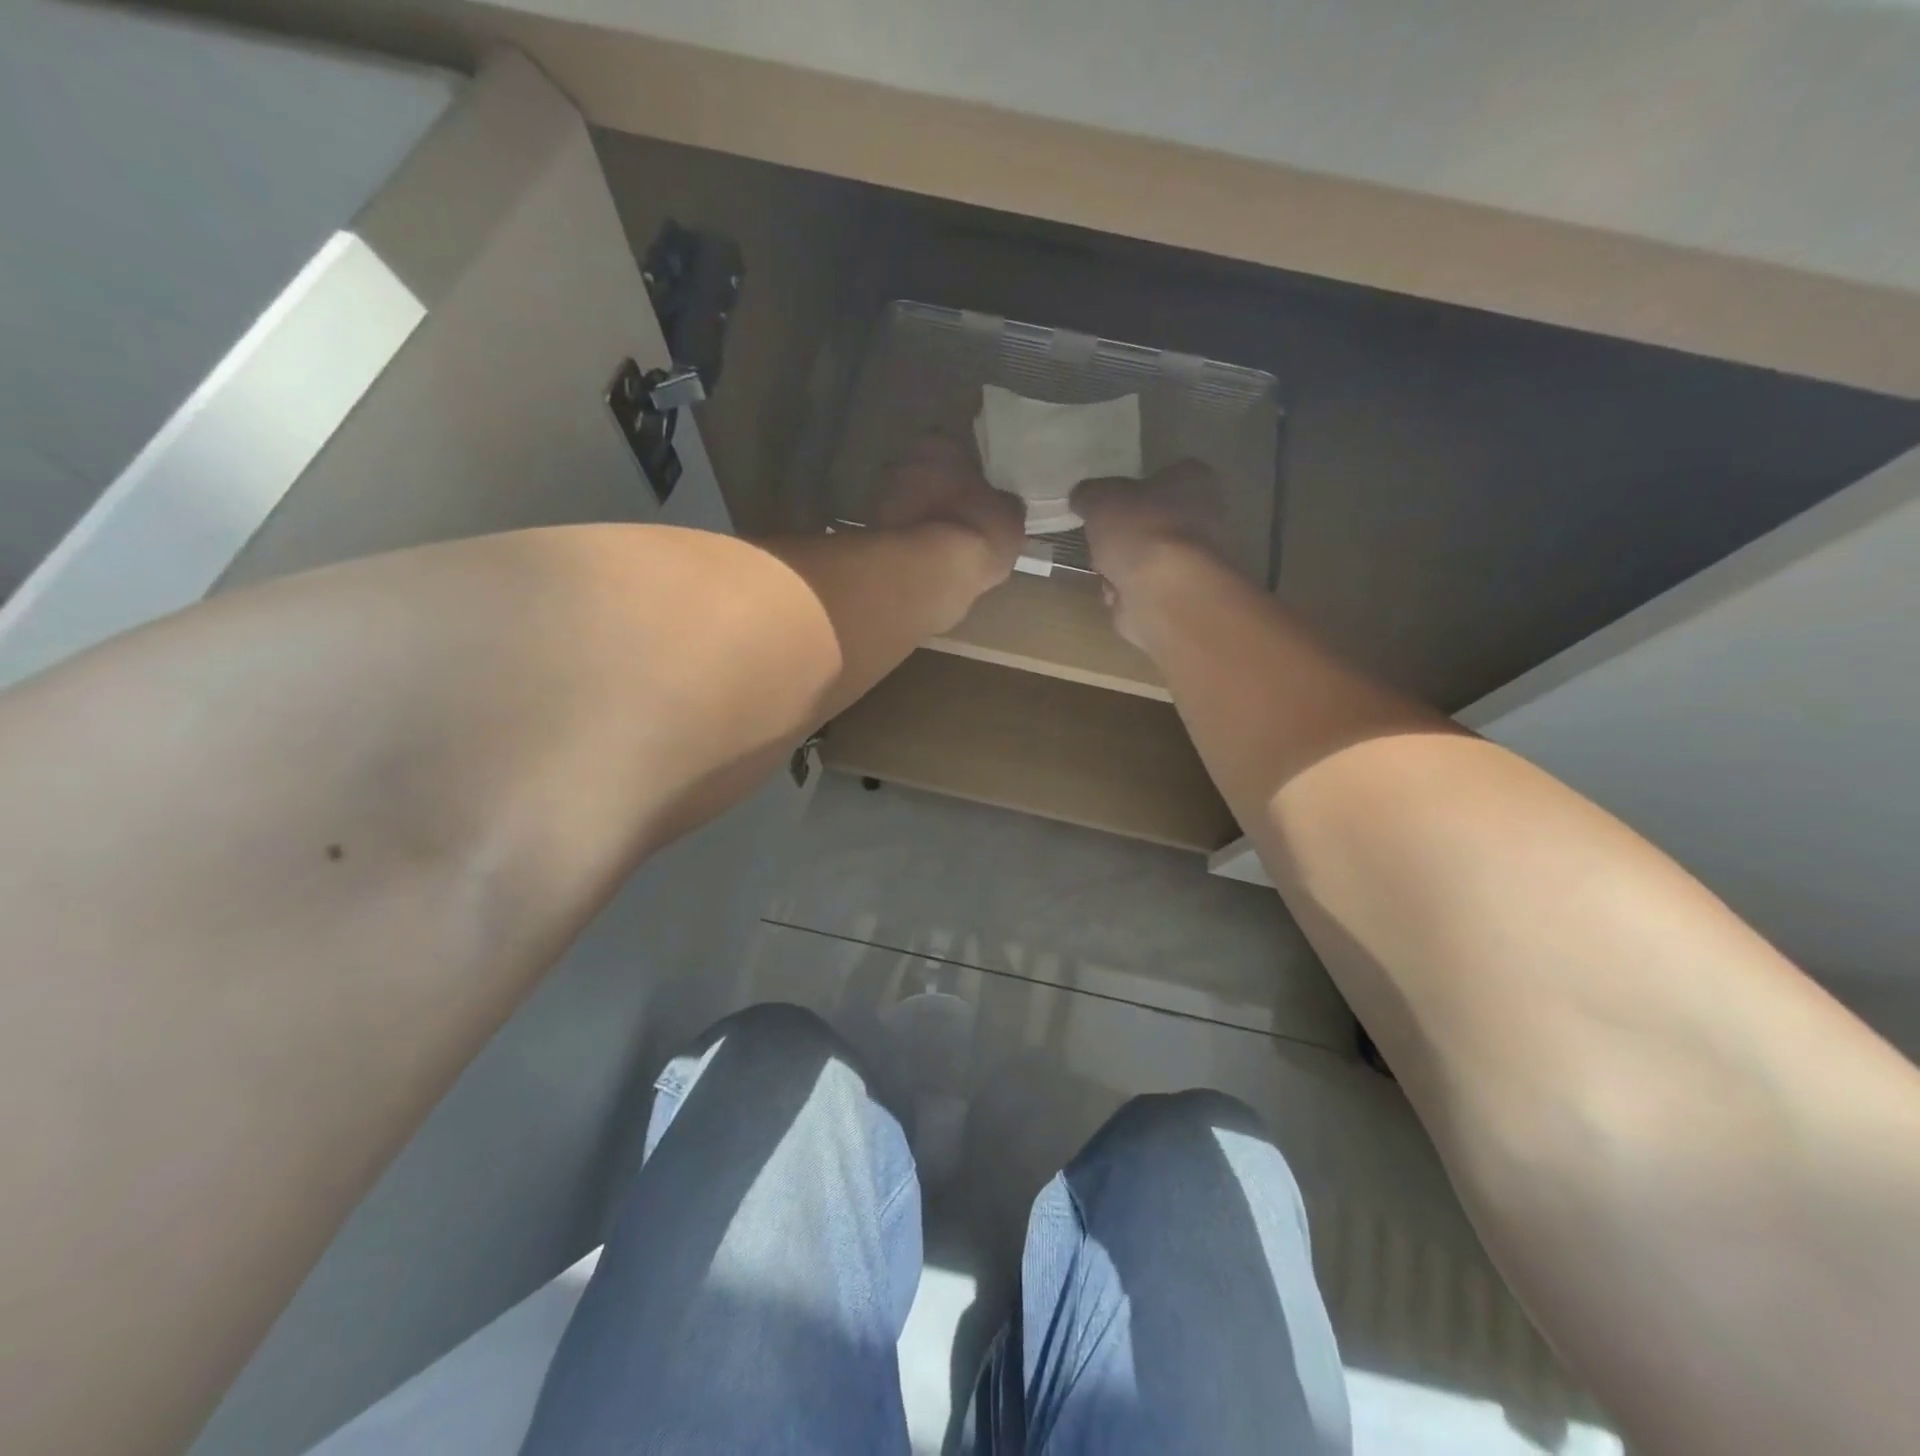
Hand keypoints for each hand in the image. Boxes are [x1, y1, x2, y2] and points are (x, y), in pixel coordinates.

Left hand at [872, 435, 1025, 591]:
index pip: (951, 450)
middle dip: (935, 494)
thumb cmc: (977, 528)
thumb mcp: (1010, 516)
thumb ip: (1003, 505)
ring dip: (919, 520)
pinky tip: (925, 563)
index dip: (964, 472)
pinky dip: (908, 546)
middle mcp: (903, 463)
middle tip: (956, 518)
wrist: (932, 570)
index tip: (974, 493)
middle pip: (922, 476)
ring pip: (905, 506)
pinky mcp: (871, 537)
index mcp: (938, 445)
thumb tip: (1002, 507)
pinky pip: (896, 536)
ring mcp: (881, 500)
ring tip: (941, 546)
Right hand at [1072, 460, 1227, 645]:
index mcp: (1194, 479)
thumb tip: (1083, 497)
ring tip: (1107, 573)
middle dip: (1124, 537)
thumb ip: (1089, 495)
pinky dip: (1130, 594)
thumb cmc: (1141, 531)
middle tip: (1102, 543)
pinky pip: (1148, 589)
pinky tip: (1119, 595)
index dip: (1133, 490)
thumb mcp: (1100, 500)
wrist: (1168, 593)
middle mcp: (1206, 515)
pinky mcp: (1186, 596)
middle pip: (1152, 522)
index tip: (1109, 506)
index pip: (1164, 476)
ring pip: (1148, 559)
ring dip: (1122, 569)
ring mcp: (1198, 560)